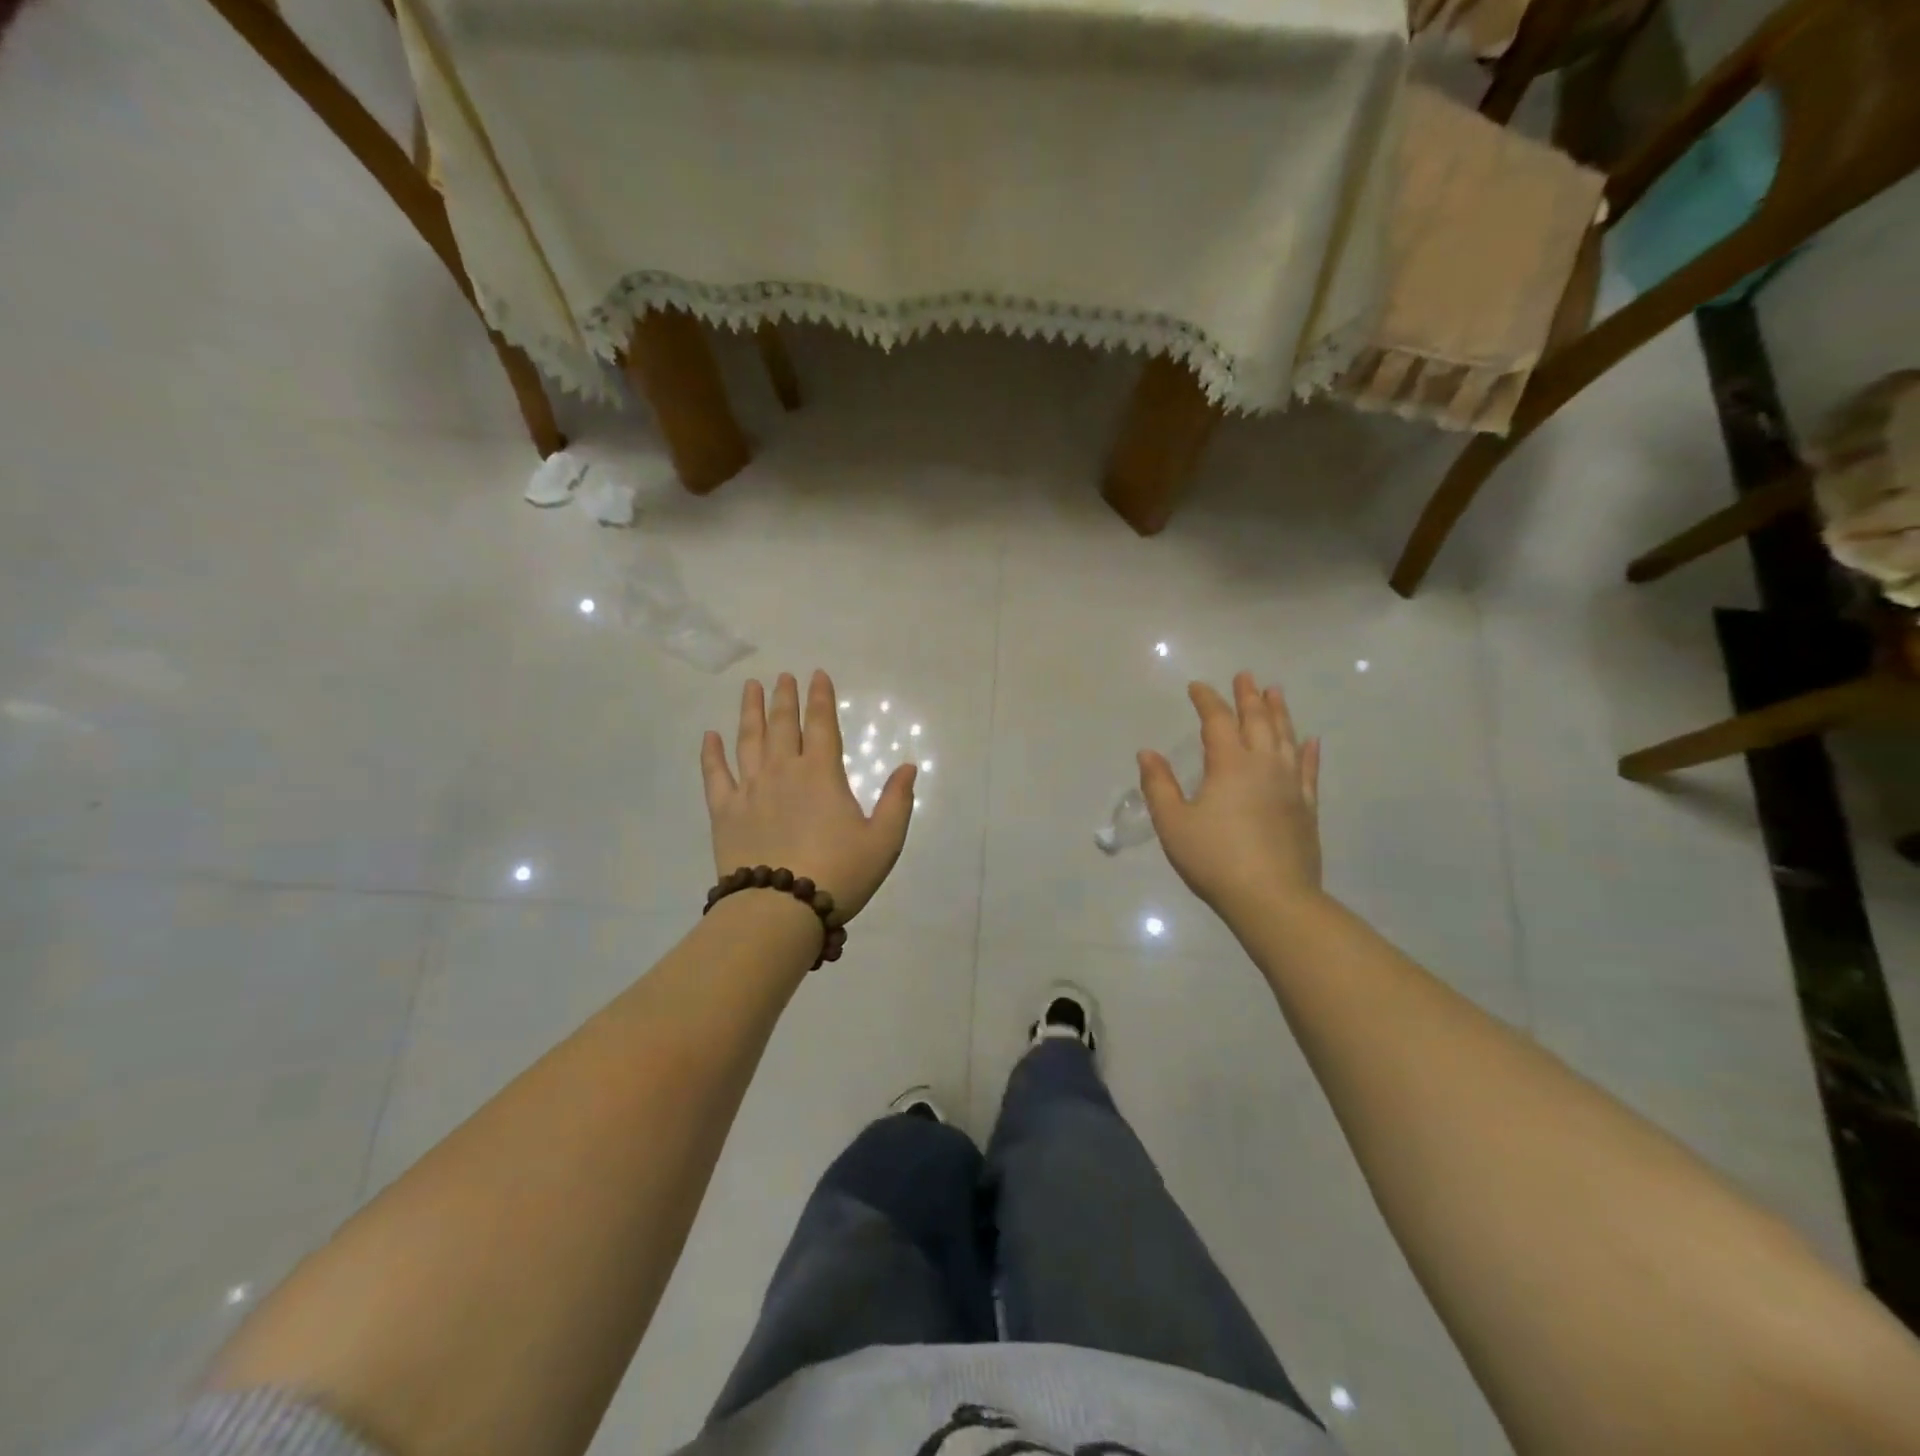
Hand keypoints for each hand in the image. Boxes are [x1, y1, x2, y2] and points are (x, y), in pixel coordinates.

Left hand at [701, 670, 915, 920]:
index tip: (816, 675)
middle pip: (782, 725)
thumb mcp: (883, 841)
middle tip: (782, 676)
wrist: (779, 909)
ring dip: (750, 711)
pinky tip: (709, 737)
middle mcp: (783, 771)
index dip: (820, 698)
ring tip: (750, 687)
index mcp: (821, 774)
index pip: (821, 724)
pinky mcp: (724, 812)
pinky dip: (711, 754)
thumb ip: (897, 801)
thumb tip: (908, 767)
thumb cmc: (839, 874)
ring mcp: (750, 789)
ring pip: (748, 740)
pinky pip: (715, 775)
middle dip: (784, 697)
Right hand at [1139, 672, 1322, 919]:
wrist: (1272, 898)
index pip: (1217, 720)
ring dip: (1280, 712)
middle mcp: (1264, 765)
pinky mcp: (1306, 808)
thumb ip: (1159, 785)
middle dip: (1248, 696)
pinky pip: (1309, 770)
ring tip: (1275, 692)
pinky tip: (1311, 741)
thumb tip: (1147, 752)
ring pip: (1286, 738)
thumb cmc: (1214, 859)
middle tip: (1245, 676)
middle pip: (1257, 721)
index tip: (1197, 687)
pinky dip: (1309, 751)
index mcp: (1229, 765)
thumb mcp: (1173, 823)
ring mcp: (1291, 786)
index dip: (1207, 700)